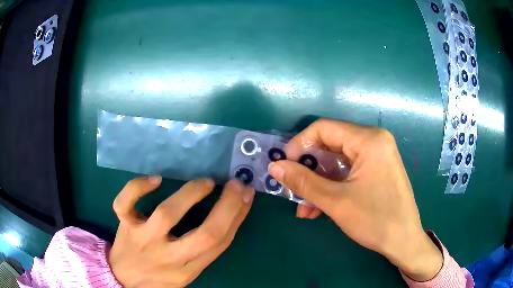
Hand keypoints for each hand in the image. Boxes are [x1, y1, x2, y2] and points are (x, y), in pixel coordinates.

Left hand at [108, 176, 254, 287]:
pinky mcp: (124, 224)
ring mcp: (142, 239)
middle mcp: (167, 256)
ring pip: (166, 215)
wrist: (124, 278)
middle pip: (203, 234)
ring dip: (189, 195)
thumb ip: (203, 250)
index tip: (245, 195)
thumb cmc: (159, 276)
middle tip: (236, 184)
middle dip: (225, 207)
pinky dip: (137, 188)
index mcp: (187, 270)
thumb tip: (228, 217)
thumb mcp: (187, 271)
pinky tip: (155, 180)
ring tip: (205, 182)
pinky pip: (125, 204)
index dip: (236, 217)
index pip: (218, 243)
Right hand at [268, 119, 442, 281]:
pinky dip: (332, 187)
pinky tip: (319, 209)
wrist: (404, 241)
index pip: (323, 129)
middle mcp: (374, 140)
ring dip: (318, 183)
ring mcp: (377, 155)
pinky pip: (348, 172)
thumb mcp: (336, 202)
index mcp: (369, 139)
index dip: (299, 145)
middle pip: (330, 145)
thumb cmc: (375, 220)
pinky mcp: (377, 169)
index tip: (284, 166)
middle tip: (292, 189)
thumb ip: (303, 182)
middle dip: (308, 169)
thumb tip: (275, 166)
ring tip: (304, 208)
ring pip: (337, 162)